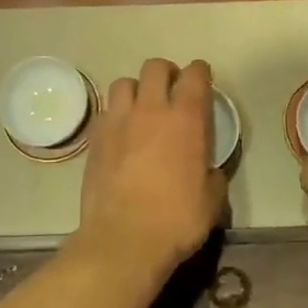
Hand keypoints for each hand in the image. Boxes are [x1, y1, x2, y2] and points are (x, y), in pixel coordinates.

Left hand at [77, 58, 226, 271]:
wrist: (123, 240)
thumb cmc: (176, 220)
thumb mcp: (212, 200)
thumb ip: (212, 174)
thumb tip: (207, 169)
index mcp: (185, 119)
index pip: (194, 75)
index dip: (200, 72)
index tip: (202, 78)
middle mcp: (151, 110)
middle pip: (155, 67)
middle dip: (166, 73)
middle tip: (171, 91)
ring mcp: (118, 121)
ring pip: (124, 83)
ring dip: (136, 90)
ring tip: (141, 108)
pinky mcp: (95, 138)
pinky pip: (105, 111)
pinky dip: (115, 114)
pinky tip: (121, 133)